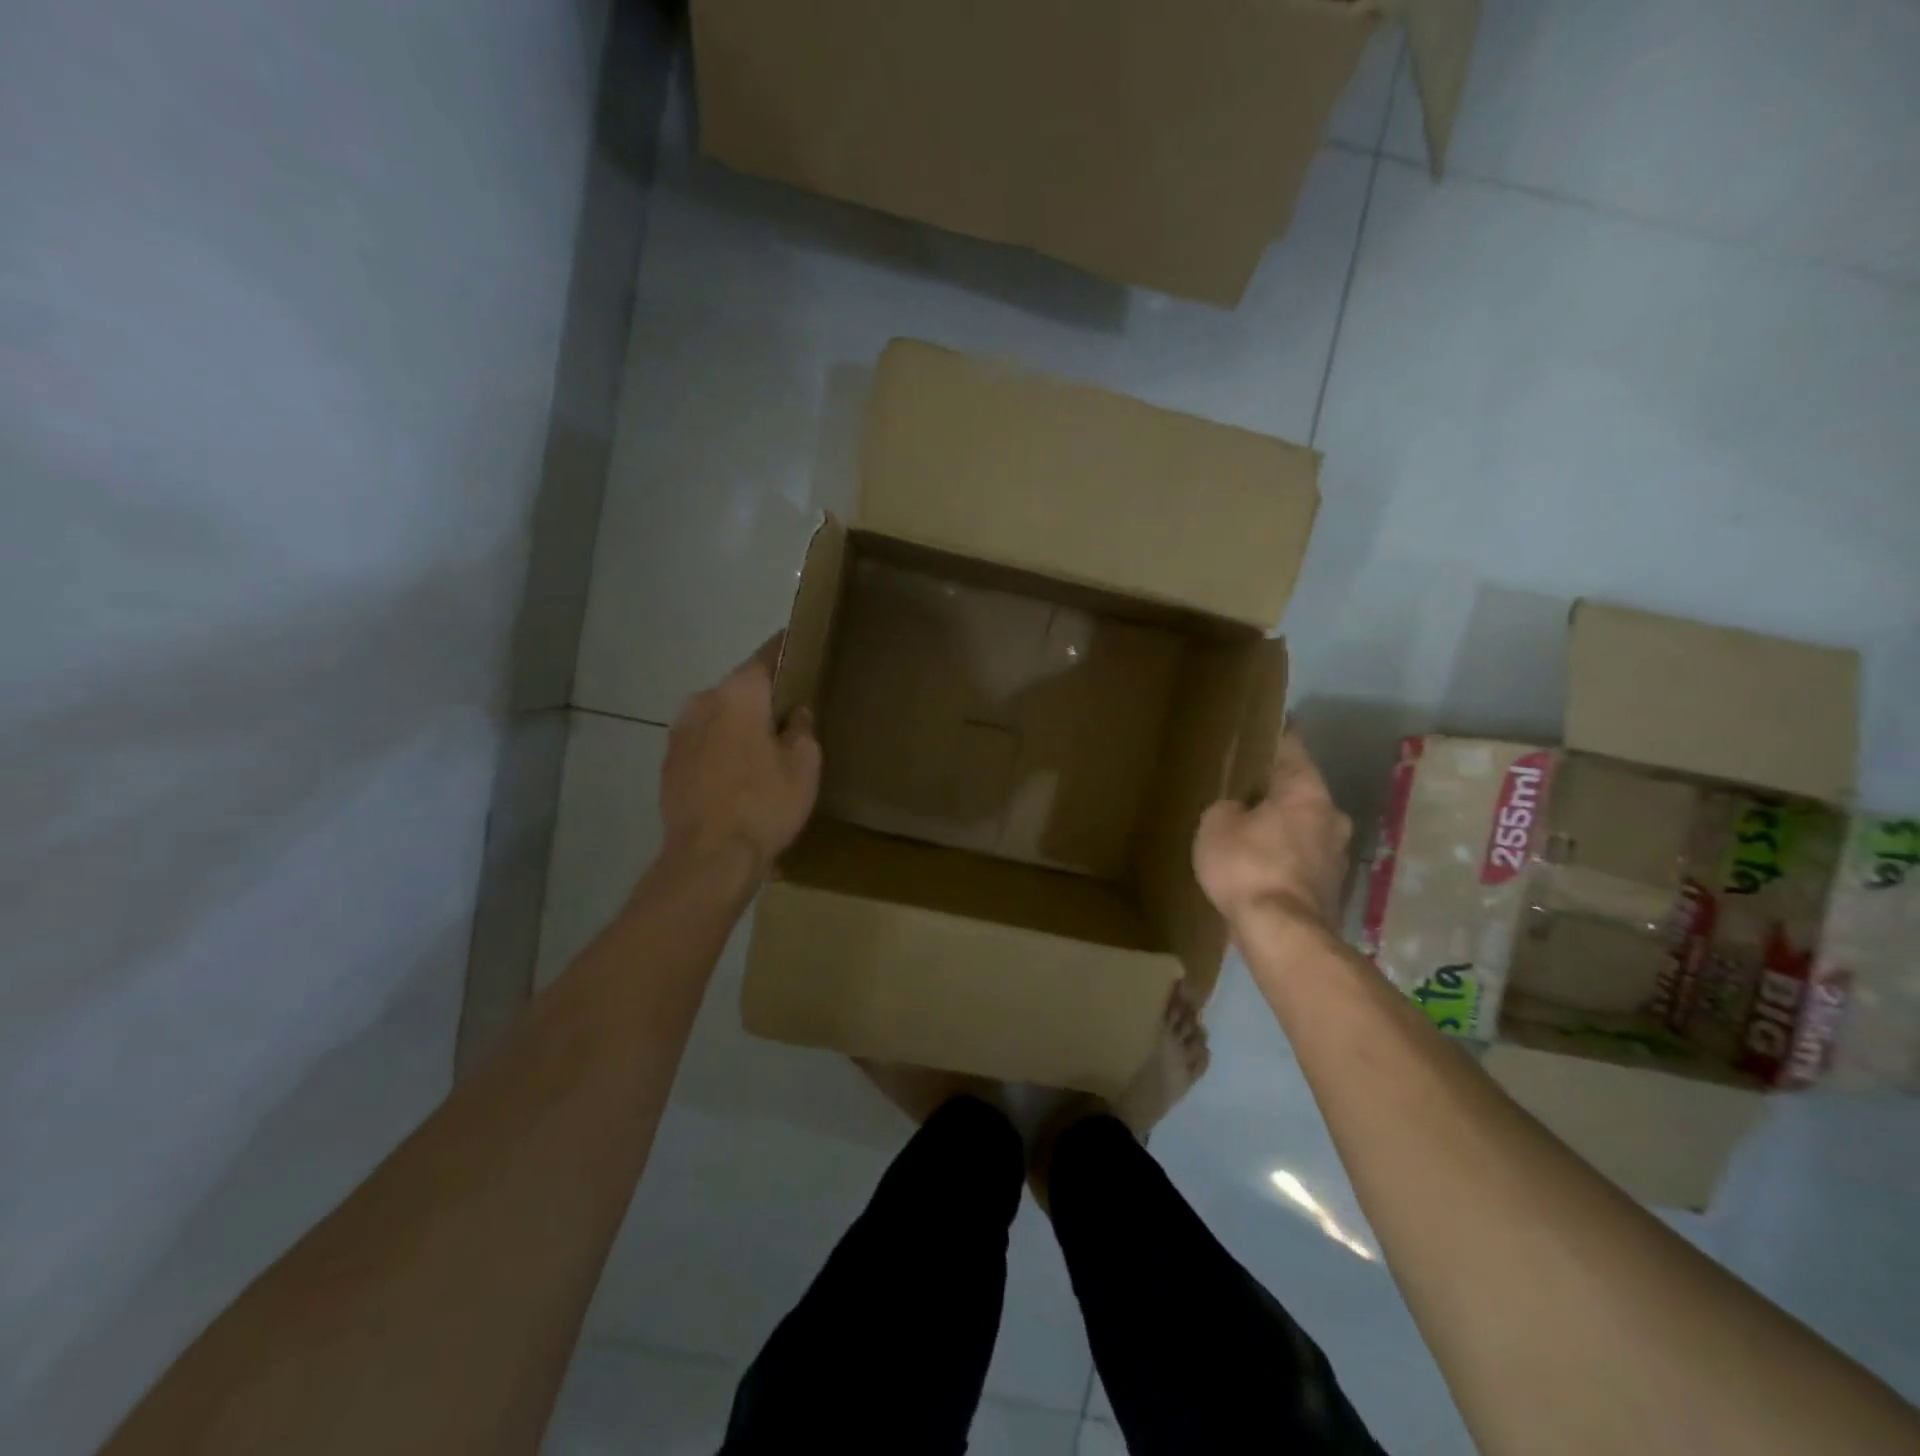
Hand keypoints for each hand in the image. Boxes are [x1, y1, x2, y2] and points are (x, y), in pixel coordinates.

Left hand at [660, 635, 821, 878]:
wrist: (709, 859)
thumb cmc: (765, 804)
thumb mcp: (804, 765)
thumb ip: (801, 729)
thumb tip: (795, 714)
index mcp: (738, 693)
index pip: (767, 655)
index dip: (787, 651)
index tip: (802, 651)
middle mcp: (703, 702)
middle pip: (740, 688)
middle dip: (763, 697)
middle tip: (790, 715)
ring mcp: (679, 733)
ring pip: (718, 716)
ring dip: (739, 725)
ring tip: (763, 750)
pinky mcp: (669, 764)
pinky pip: (703, 743)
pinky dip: (720, 749)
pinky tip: (737, 775)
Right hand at [1193, 728, 1351, 932]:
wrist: (1282, 934)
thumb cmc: (1249, 865)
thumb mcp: (1217, 824)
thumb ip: (1228, 807)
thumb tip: (1240, 812)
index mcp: (1307, 790)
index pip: (1291, 746)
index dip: (1273, 732)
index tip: (1262, 723)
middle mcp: (1332, 815)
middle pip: (1300, 790)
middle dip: (1274, 788)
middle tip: (1243, 787)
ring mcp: (1337, 854)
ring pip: (1303, 826)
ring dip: (1280, 825)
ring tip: (1248, 830)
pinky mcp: (1331, 887)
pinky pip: (1301, 857)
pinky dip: (1282, 855)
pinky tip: (1258, 865)